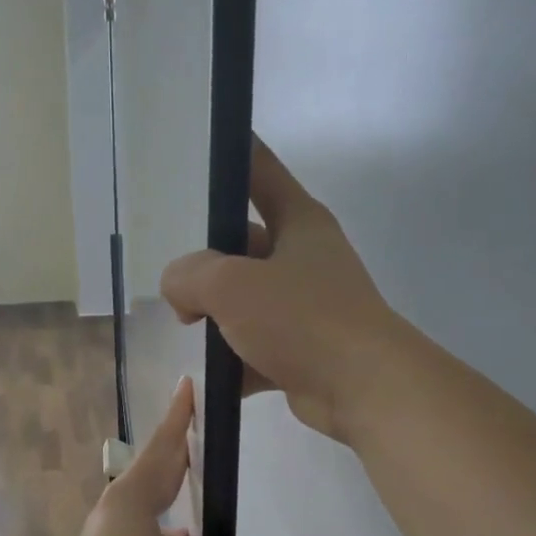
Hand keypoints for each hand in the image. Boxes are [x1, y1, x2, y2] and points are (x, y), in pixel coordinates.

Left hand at [49, 379, 271, 535]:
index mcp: (132, 499)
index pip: (164, 445)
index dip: (181, 416)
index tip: (189, 386)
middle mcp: (116, 514)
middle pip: (156, 475)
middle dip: (182, 458)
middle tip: (206, 443)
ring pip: (152, 515)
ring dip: (179, 509)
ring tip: (210, 516)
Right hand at [160, 138, 404, 444]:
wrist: (362, 388)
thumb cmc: (301, 319)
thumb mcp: (231, 285)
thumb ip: (190, 275)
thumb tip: (179, 291)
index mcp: (299, 222)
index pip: (259, 171)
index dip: (231, 155)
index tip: (197, 147)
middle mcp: (305, 258)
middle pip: (244, 244)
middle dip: (207, 262)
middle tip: (173, 279)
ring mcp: (307, 306)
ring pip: (248, 300)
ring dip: (217, 315)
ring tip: (185, 326)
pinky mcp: (304, 350)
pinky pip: (257, 346)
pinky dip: (234, 359)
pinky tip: (209, 374)